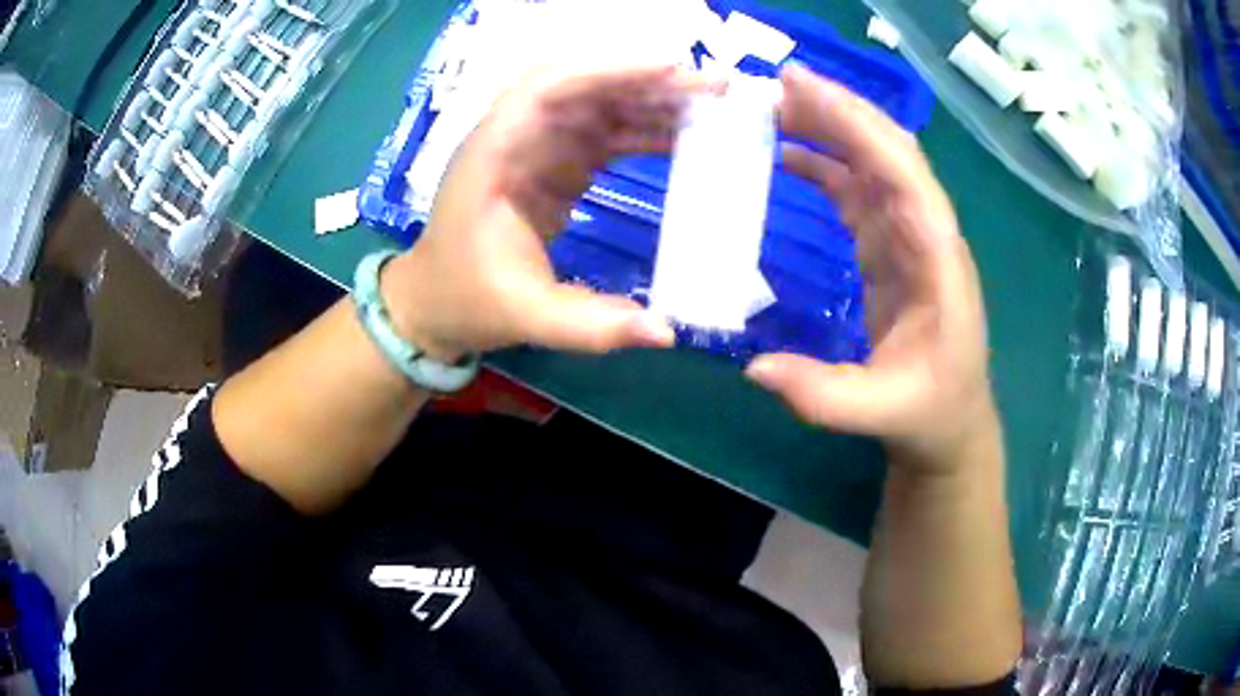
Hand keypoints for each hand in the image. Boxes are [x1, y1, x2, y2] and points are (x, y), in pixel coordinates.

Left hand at [381, 64, 718, 360]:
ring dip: (652, 101)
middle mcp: (515, 137)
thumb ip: (593, 326)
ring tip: (710, 107)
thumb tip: (667, 334)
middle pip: (583, 88)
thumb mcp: (527, 317)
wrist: (435, 302)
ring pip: (599, 106)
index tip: (670, 69)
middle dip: (647, 81)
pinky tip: (682, 138)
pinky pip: (603, 134)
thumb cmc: (467, 299)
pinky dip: (643, 130)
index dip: (608, 70)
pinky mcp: (554, 163)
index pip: (548, 88)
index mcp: (494, 154)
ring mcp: (536, 147)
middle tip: (713, 87)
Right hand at [746, 65, 996, 473]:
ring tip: (770, 108)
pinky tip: (785, 154)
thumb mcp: (881, 413)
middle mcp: (925, 230)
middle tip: (771, 86)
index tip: (800, 89)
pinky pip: (856, 188)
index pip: (903, 172)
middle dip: (836, 110)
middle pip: (887, 149)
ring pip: (870, 161)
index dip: (856, 125)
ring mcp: (907, 234)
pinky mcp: (888, 245)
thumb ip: (823, 396)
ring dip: (826, 128)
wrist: (949, 420)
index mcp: (937, 256)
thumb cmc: (930, 411)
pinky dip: (822, 163)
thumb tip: (753, 369)